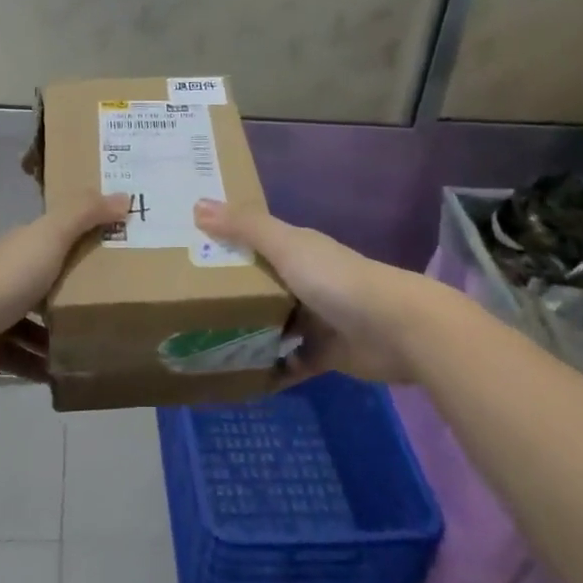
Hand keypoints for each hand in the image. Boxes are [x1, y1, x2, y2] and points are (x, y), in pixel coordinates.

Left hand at [0, 192, 129, 377]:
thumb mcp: (49, 237)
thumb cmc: (4, 278)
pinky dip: (37, 365)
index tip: (119, 252)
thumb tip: (125, 195)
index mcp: (23, 246)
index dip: (85, 240)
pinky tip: (61, 376)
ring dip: (57, 334)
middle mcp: (7, 274)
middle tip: (114, 307)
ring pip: (32, 322)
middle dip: (74, 293)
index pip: (57, 237)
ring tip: (93, 346)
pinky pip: (18, 356)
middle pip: (46, 281)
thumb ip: (83, 214)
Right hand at [194, 200, 429, 385]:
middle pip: (259, 284)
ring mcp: (316, 318)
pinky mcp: (325, 353)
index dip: (224, 242)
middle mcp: (305, 280)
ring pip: (272, 323)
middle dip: (229, 293)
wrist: (398, 329)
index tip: (186, 250)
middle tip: (184, 304)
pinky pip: (289, 361)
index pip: (253, 240)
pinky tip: (240, 377)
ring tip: (204, 343)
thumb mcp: (286, 246)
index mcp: (297, 249)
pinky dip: (270, 369)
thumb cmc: (336, 280)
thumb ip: (244, 227)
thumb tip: (197, 204)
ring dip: (247, 332)